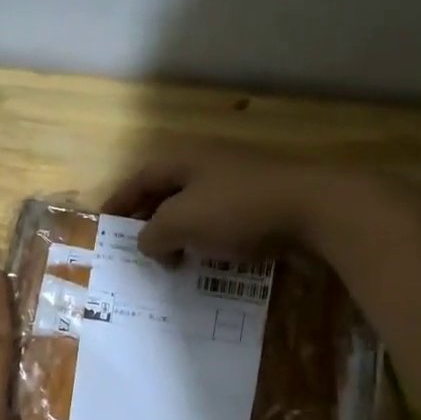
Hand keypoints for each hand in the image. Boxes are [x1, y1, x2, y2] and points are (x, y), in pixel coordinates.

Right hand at [104, 141, 321, 260]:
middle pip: (166, 190)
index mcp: (184, 159)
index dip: (119, 201)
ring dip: (178, 232)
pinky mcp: (263, 200)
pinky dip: (206, 237)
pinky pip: (222, 218)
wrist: (316, 208)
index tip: (104, 225)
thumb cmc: (237, 209)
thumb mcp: (181, 223)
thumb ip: (153, 234)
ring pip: (195, 206)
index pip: (140, 178)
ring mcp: (239, 179)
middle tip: (135, 248)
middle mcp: (208, 163)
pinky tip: (208, 258)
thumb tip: (145, 242)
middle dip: (148, 219)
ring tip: (169, 260)